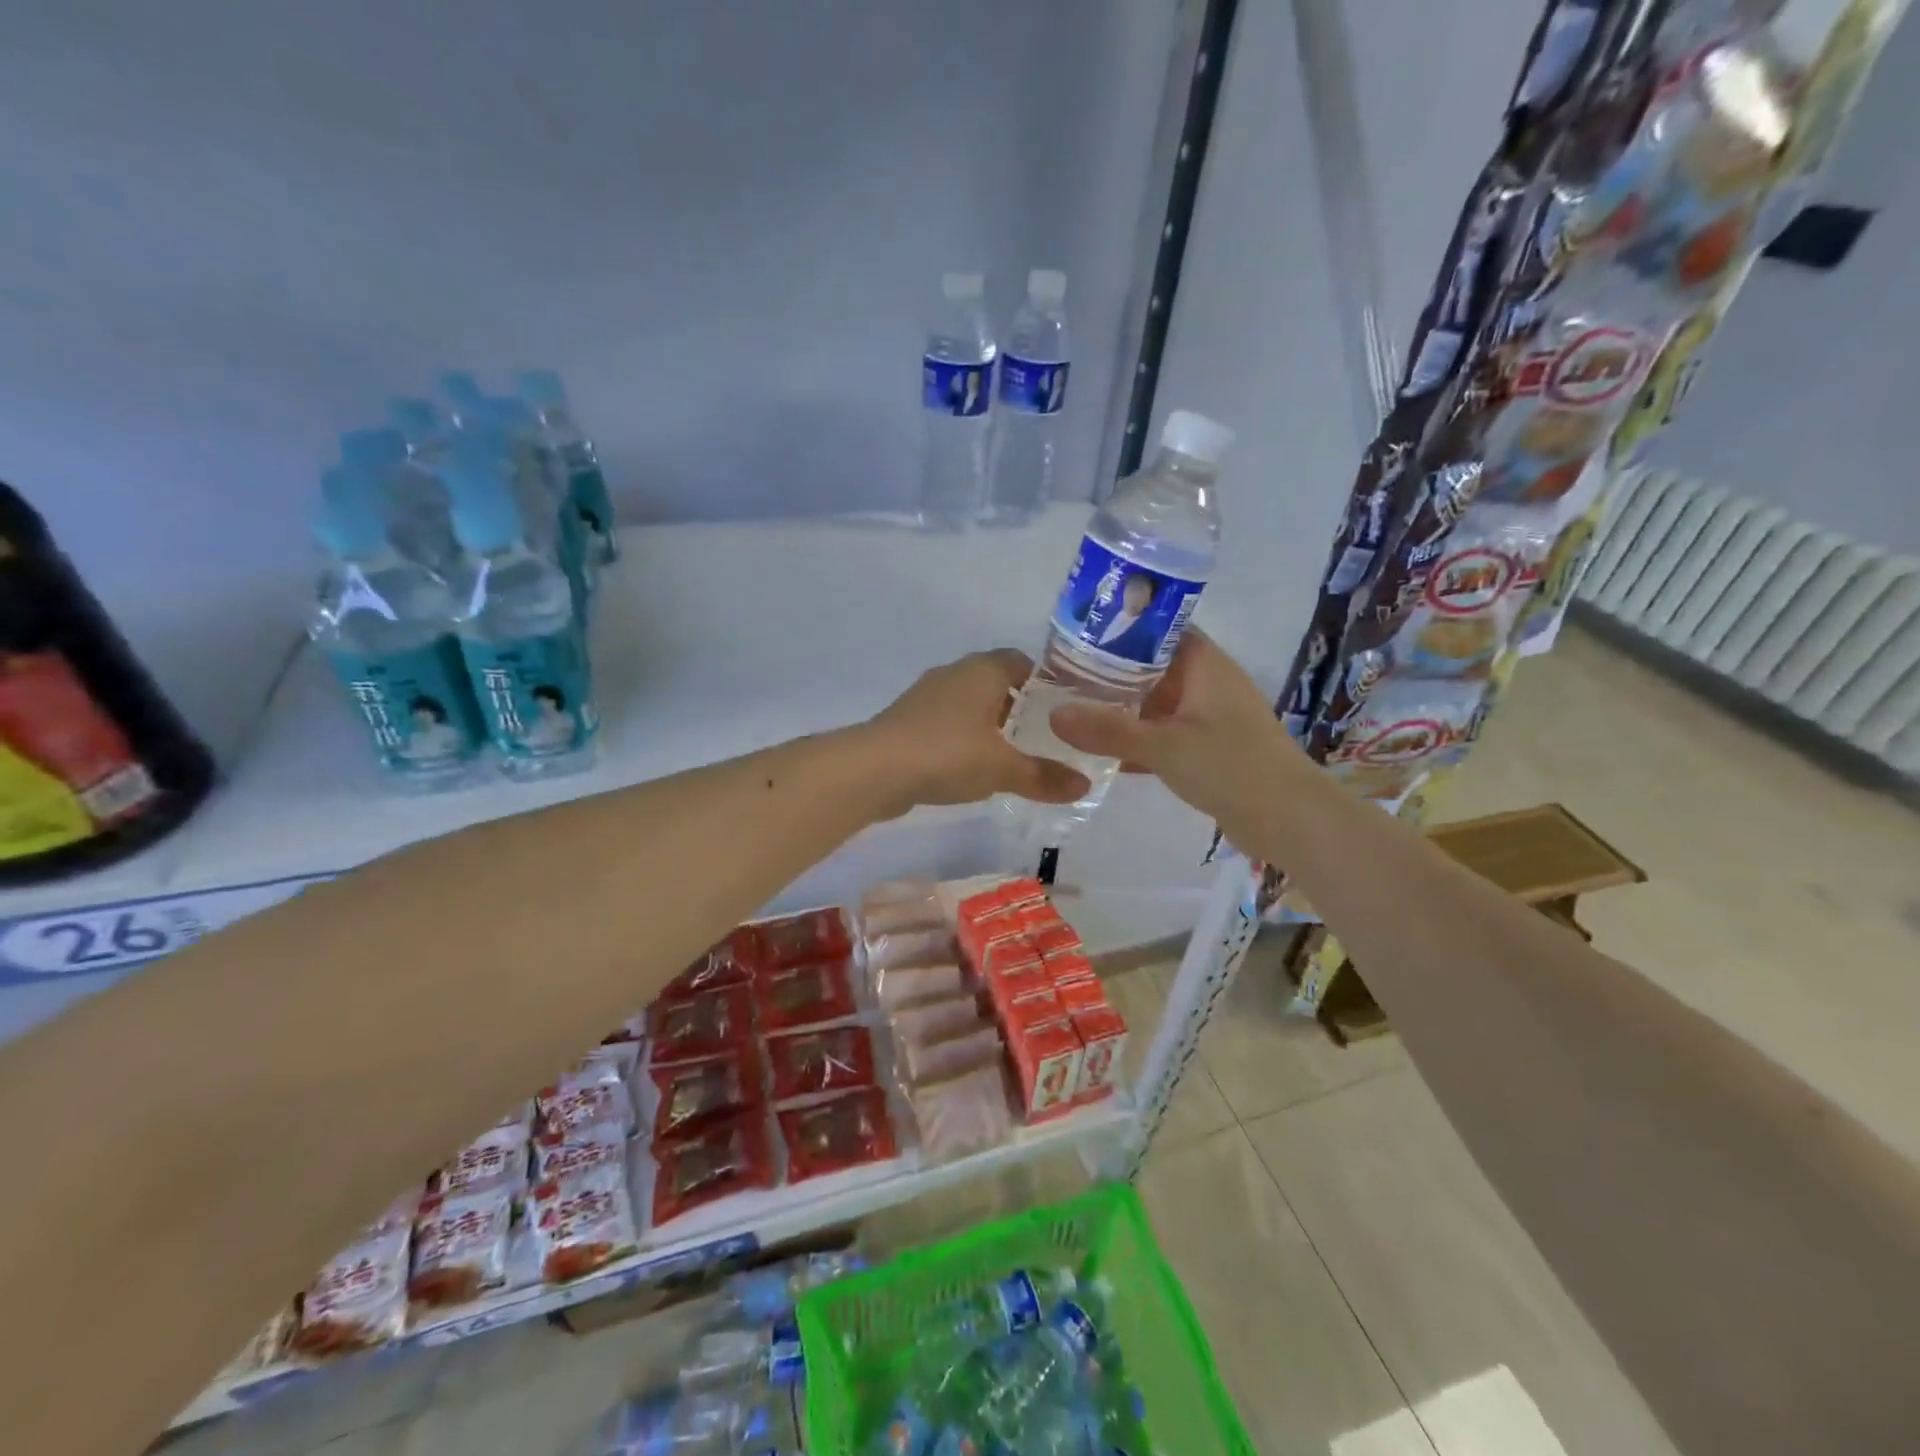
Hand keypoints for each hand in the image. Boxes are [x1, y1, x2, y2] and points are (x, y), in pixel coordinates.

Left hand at [863, 649, 1091, 813]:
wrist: (874, 769)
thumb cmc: (948, 754)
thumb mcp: (1003, 769)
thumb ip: (1044, 776)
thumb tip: (1084, 786)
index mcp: (982, 670)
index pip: (1021, 662)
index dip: (1044, 683)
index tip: (1063, 710)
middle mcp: (954, 673)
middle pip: (995, 682)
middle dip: (1018, 707)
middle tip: (1044, 736)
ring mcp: (927, 696)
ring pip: (969, 703)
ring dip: (988, 724)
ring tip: (1012, 754)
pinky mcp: (908, 720)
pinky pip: (947, 723)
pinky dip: (963, 738)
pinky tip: (972, 767)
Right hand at [1049, 628, 1303, 842]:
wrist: (1288, 820)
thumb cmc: (1231, 766)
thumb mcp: (1163, 746)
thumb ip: (1108, 730)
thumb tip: (1053, 715)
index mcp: (1204, 664)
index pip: (1158, 628)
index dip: (1120, 626)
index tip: (1077, 632)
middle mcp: (1206, 683)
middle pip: (1151, 666)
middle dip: (1110, 670)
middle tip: (1062, 673)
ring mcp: (1208, 717)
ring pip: (1155, 702)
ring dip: (1121, 706)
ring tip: (1072, 706)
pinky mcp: (1206, 748)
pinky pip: (1162, 733)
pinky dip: (1136, 737)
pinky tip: (1101, 749)